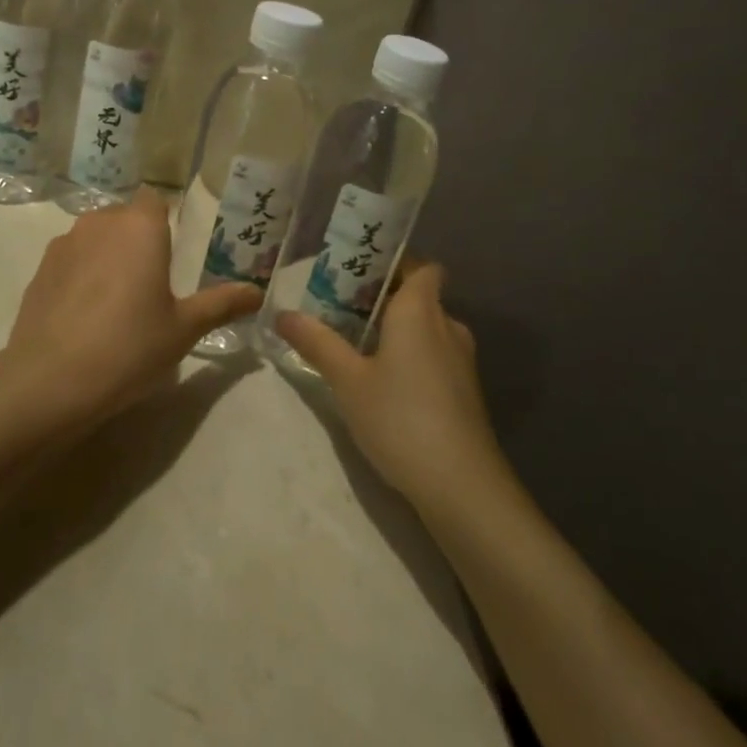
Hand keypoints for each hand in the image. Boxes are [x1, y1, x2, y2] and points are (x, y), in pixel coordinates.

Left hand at [5, 190, 261, 420]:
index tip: (174, 252)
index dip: (165, 220)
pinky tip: (86, 313)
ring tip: (118, 299)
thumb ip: (221, 304)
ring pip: (95, 237)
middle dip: (138, 239)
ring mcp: (64, 244)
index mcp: (140, 227)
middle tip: (153, 281)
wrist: (52, 379)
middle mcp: (100, 223)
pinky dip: (81, 274)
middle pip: (125, 218)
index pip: (155, 200)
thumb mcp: (184, 328)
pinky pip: (71, 259)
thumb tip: (257, 293)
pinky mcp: (40, 270)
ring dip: (108, 255)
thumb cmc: (130, 346)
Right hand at [276, 262, 505, 511]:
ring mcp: (461, 360)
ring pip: (425, 327)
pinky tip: (381, 378)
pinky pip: (433, 354)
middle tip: (339, 304)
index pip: (421, 265)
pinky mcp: (464, 390)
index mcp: (420, 310)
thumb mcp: (348, 380)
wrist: (461, 484)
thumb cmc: (400, 418)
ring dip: (394, 328)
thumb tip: (282, 313)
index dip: (393, 261)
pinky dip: (409, 354)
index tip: (357, 269)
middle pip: (418, 295)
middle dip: (382, 296)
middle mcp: (446, 325)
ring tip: (353, 340)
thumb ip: (317, 343)